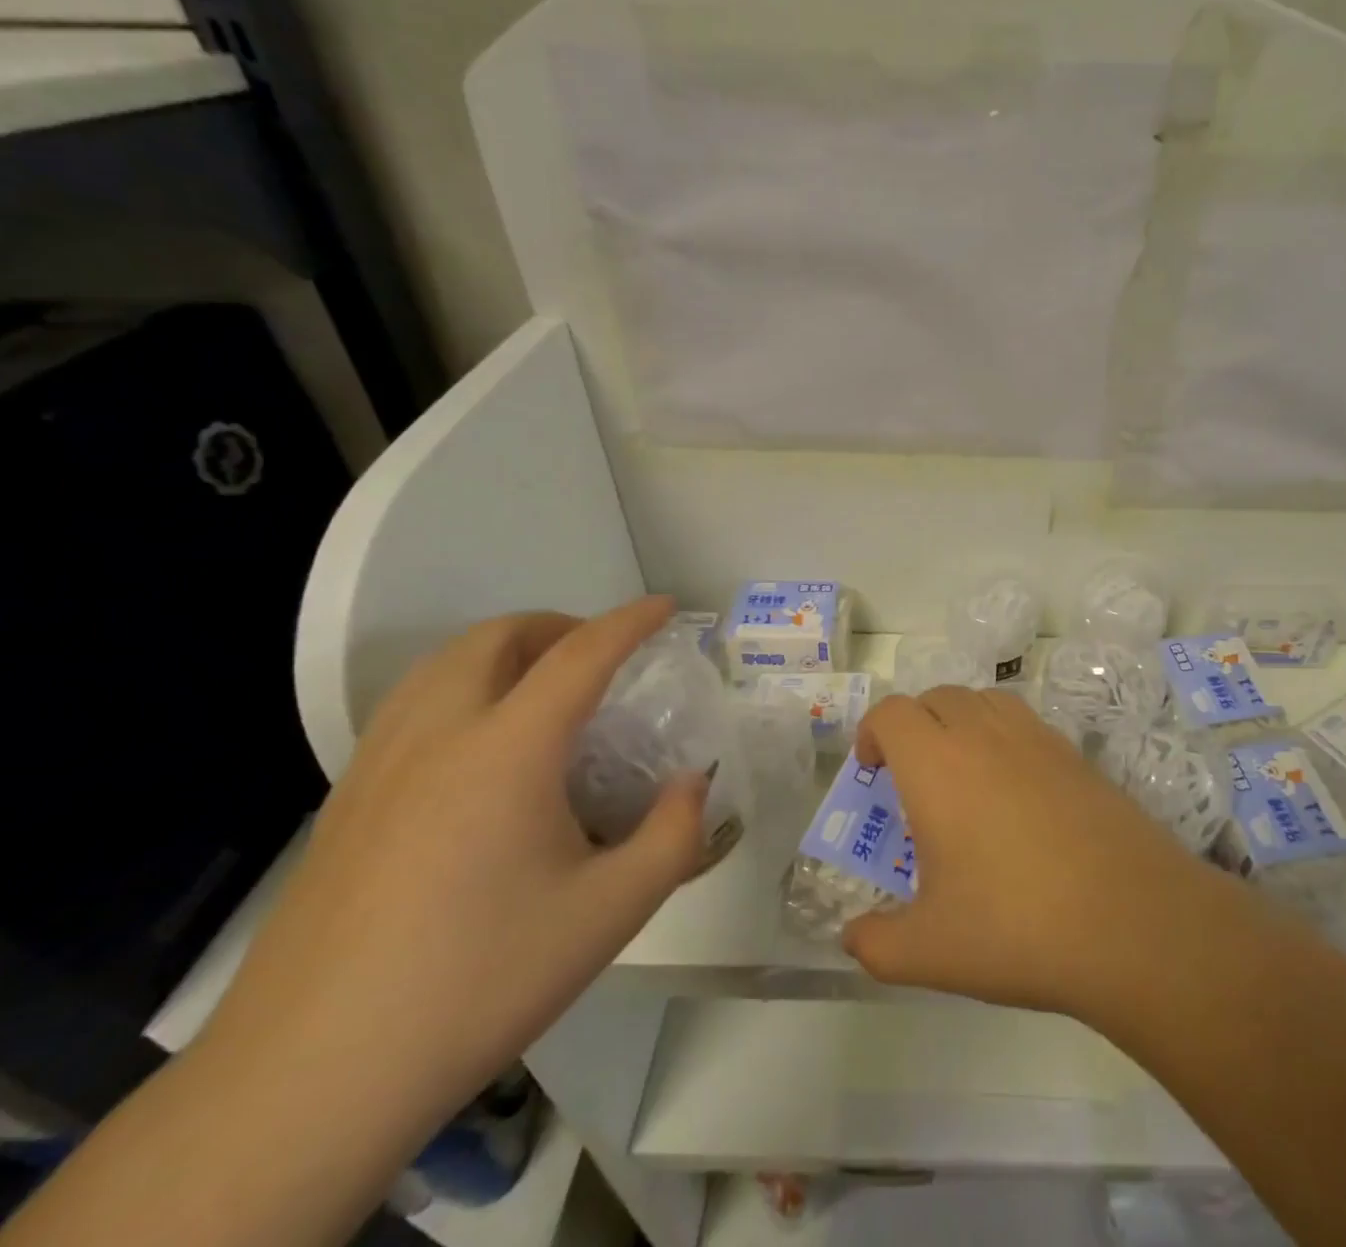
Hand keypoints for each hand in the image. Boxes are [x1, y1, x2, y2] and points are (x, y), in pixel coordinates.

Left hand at [198, 598, 707, 1136]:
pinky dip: (459, 688)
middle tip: (600, 654)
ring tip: (543, 687)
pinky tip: (479, 749)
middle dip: (558, 625)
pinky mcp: (343, 804)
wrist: (309, 1082)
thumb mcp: (612, 912)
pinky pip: (409, 706)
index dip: (630, 622)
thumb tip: (692, 784)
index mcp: (507, 750)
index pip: (580, 654)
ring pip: (441, 665)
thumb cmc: (480, 981)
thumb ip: (674, 835)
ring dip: (502, 651)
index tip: (665, 607)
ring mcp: (378, 767)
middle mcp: (437, 736)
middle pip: (496, 638)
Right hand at [840, 687, 1228, 1017]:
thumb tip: (853, 938)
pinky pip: (1025, 722)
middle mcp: (984, 735)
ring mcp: (1036, 738)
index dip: (872, 732)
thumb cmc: (1016, 927)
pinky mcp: (1075, 754)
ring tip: (962, 774)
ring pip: (984, 699)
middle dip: (914, 725)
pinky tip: (1015, 792)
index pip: (892, 713)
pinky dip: (1004, 736)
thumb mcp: (929, 951)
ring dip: (960, 721)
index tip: (873, 772)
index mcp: (937, 764)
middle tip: (913, 779)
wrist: (1130, 920)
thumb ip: (876, 944)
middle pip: (937, 696)